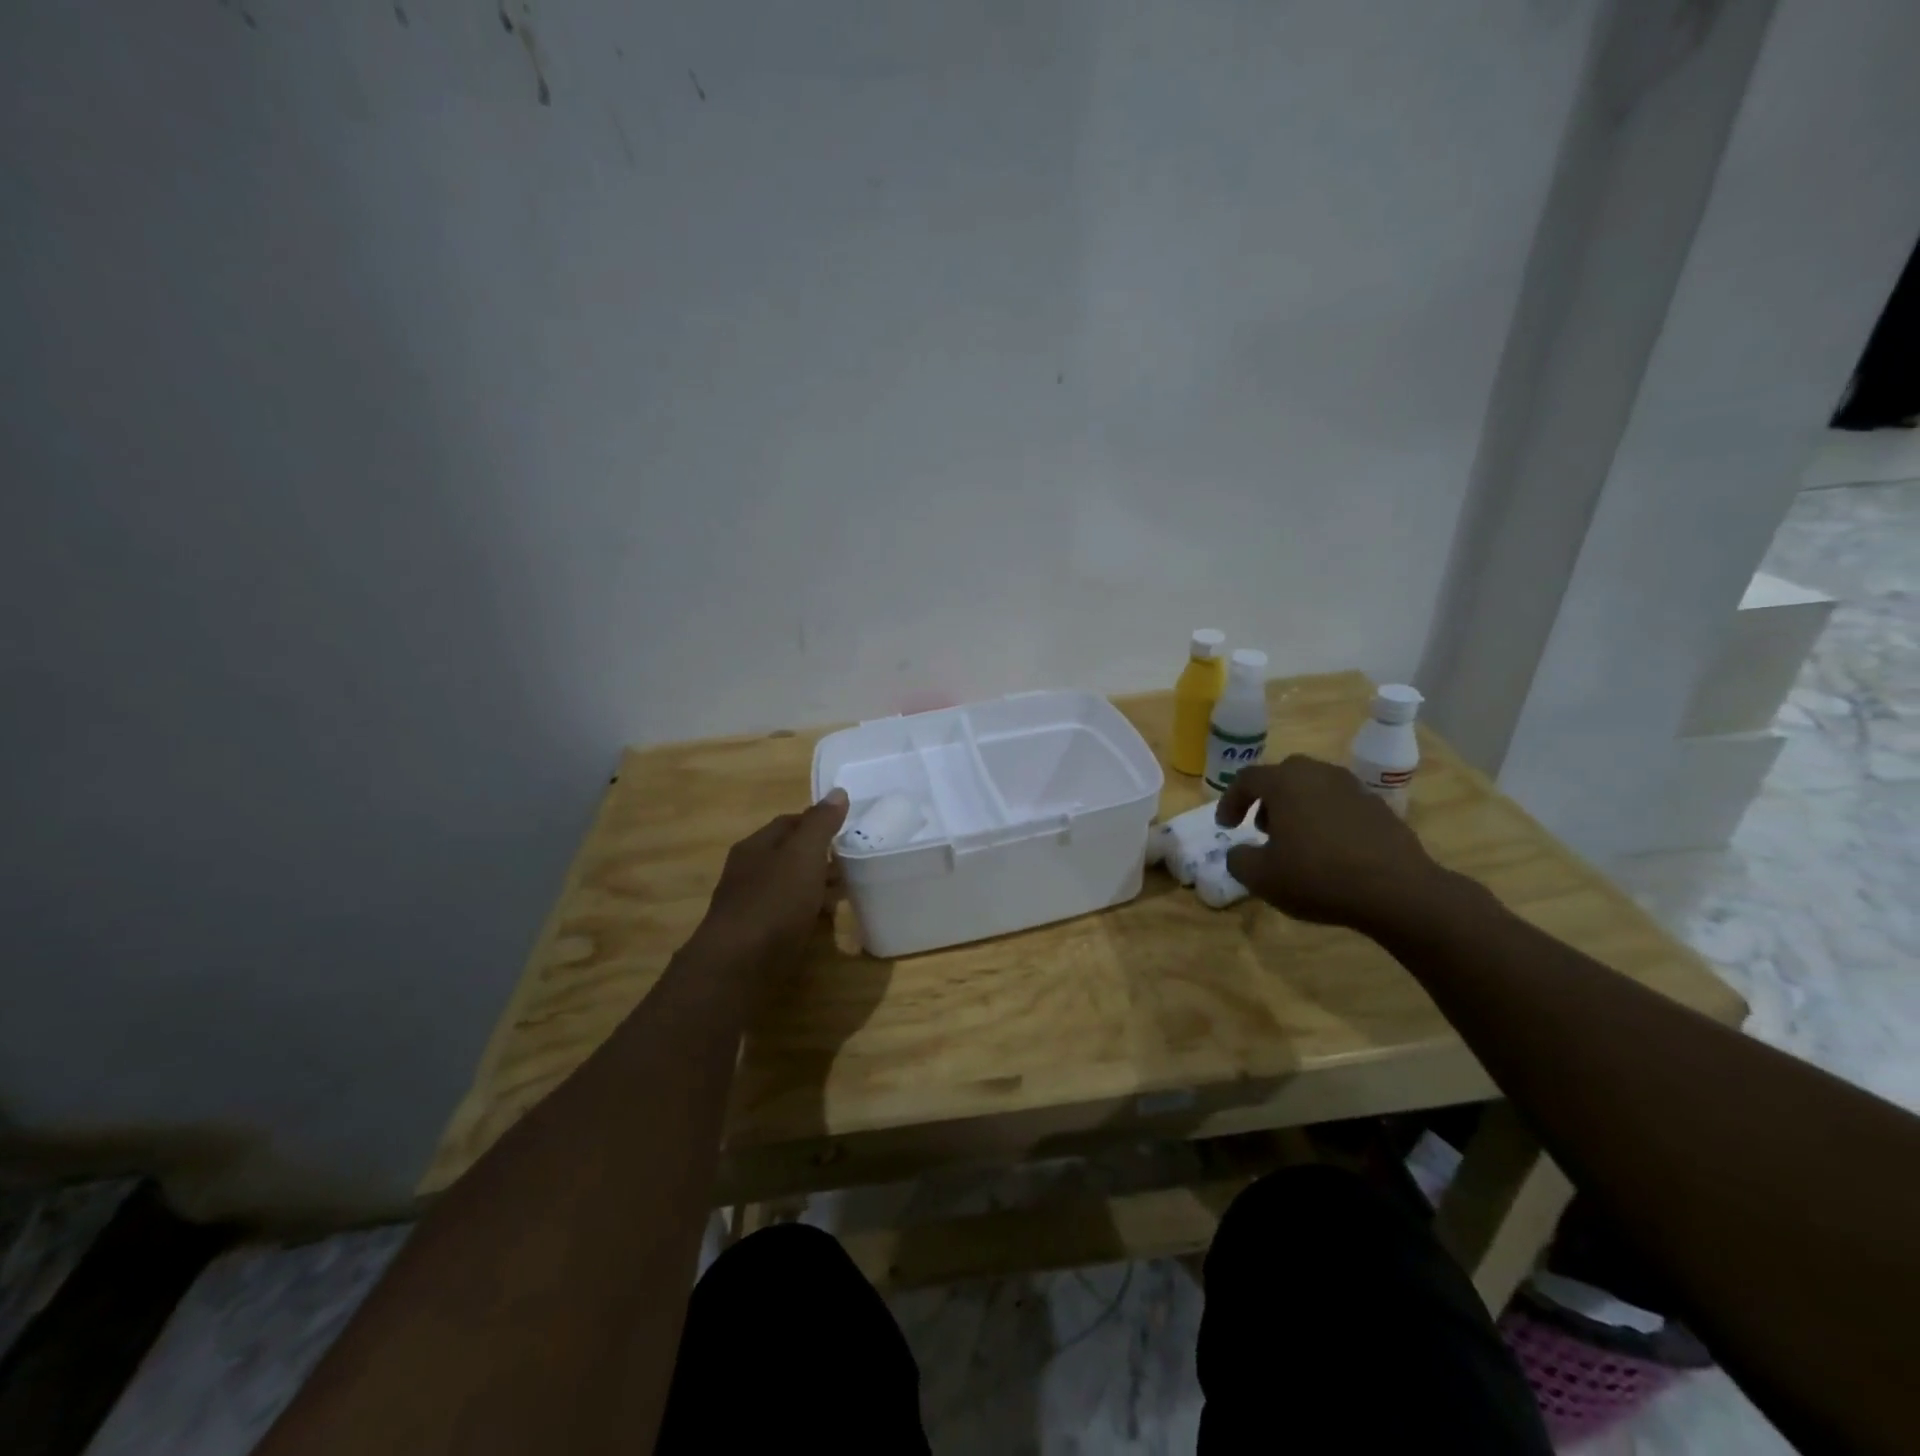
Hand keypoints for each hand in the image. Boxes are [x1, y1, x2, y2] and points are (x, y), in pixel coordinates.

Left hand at [691, 789, 849, 978]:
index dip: (818, 822)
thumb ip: (821, 824)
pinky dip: (805, 912)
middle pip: (787, 855)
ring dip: (813, 886)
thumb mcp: (803, 855)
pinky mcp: (754, 937)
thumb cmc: (773, 903)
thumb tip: (838, 792)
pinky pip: (785, 915)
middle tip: (851, 862)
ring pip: (787, 886)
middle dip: (818, 856)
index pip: (789, 822)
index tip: (847, 830)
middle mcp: (747, 871)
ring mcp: (748, 905)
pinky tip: (821, 923)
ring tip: (844, 892)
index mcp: (755, 846)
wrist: (737, 967)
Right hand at [1214, 756, 1453, 934]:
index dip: (1230, 801)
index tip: (1226, 826)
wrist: (1398, 891)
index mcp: (1285, 782)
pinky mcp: (1379, 807)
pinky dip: (1327, 819)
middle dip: (1266, 800)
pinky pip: (1340, 805)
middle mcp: (1318, 774)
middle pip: (1283, 776)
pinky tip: (1330, 851)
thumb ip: (1238, 859)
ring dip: (1298, 808)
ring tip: (1296, 841)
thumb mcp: (1261, 877)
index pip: (1247, 779)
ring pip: (1314, 787)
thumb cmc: (1318, 876)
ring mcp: (1353, 787)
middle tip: (1261, 828)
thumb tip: (1239, 852)